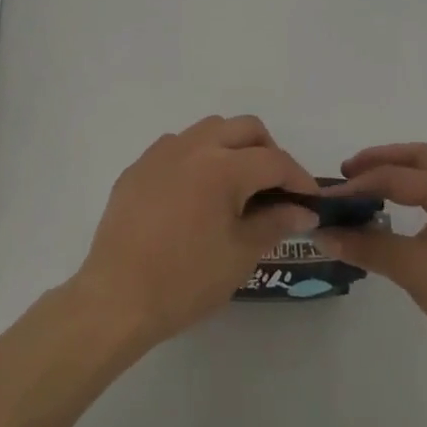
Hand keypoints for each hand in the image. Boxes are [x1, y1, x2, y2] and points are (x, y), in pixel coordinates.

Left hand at [71, 115, 320, 349]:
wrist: (117, 297)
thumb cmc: (186, 280)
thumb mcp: (240, 255)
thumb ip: (275, 223)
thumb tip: (303, 210)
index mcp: (223, 166)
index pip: (274, 161)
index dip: (298, 179)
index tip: (310, 201)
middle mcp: (193, 146)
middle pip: (245, 128)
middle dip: (268, 151)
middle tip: (276, 187)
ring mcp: (161, 153)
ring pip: (210, 129)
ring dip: (232, 146)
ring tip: (238, 185)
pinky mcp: (138, 167)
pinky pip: (177, 147)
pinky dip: (198, 158)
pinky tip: (197, 193)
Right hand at [317, 143, 426, 390]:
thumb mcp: (413, 270)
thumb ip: (367, 246)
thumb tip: (323, 234)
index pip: (396, 176)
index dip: (359, 184)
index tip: (328, 197)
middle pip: (420, 158)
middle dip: (382, 161)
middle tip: (349, 173)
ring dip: (403, 173)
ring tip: (374, 187)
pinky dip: (420, 192)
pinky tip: (407, 213)